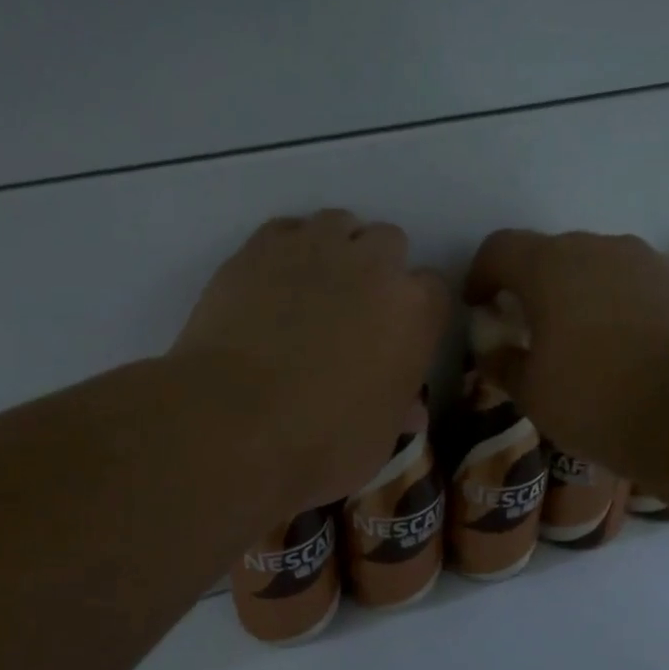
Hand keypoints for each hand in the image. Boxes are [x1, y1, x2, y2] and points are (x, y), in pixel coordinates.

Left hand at [175, 210, 449, 510]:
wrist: (233, 424)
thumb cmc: (321, 445)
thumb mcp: (377, 442)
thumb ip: (396, 410)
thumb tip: (407, 407)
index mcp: (414, 312)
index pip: (435, 291)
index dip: (417, 314)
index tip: (400, 338)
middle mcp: (373, 265)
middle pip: (389, 243)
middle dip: (378, 271)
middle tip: (354, 313)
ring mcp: (313, 248)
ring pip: (338, 224)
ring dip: (335, 250)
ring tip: (313, 290)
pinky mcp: (258, 248)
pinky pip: (285, 230)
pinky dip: (286, 250)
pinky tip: (273, 284)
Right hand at [464, 228, 668, 474]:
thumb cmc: (597, 399)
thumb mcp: (532, 393)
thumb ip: (503, 364)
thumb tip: (494, 352)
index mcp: (549, 266)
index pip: (499, 248)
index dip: (480, 275)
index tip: (478, 308)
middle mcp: (596, 248)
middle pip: (547, 254)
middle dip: (528, 286)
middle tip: (524, 329)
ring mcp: (643, 262)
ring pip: (592, 267)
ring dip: (572, 294)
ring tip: (573, 341)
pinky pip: (627, 284)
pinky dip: (610, 304)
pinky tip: (616, 346)